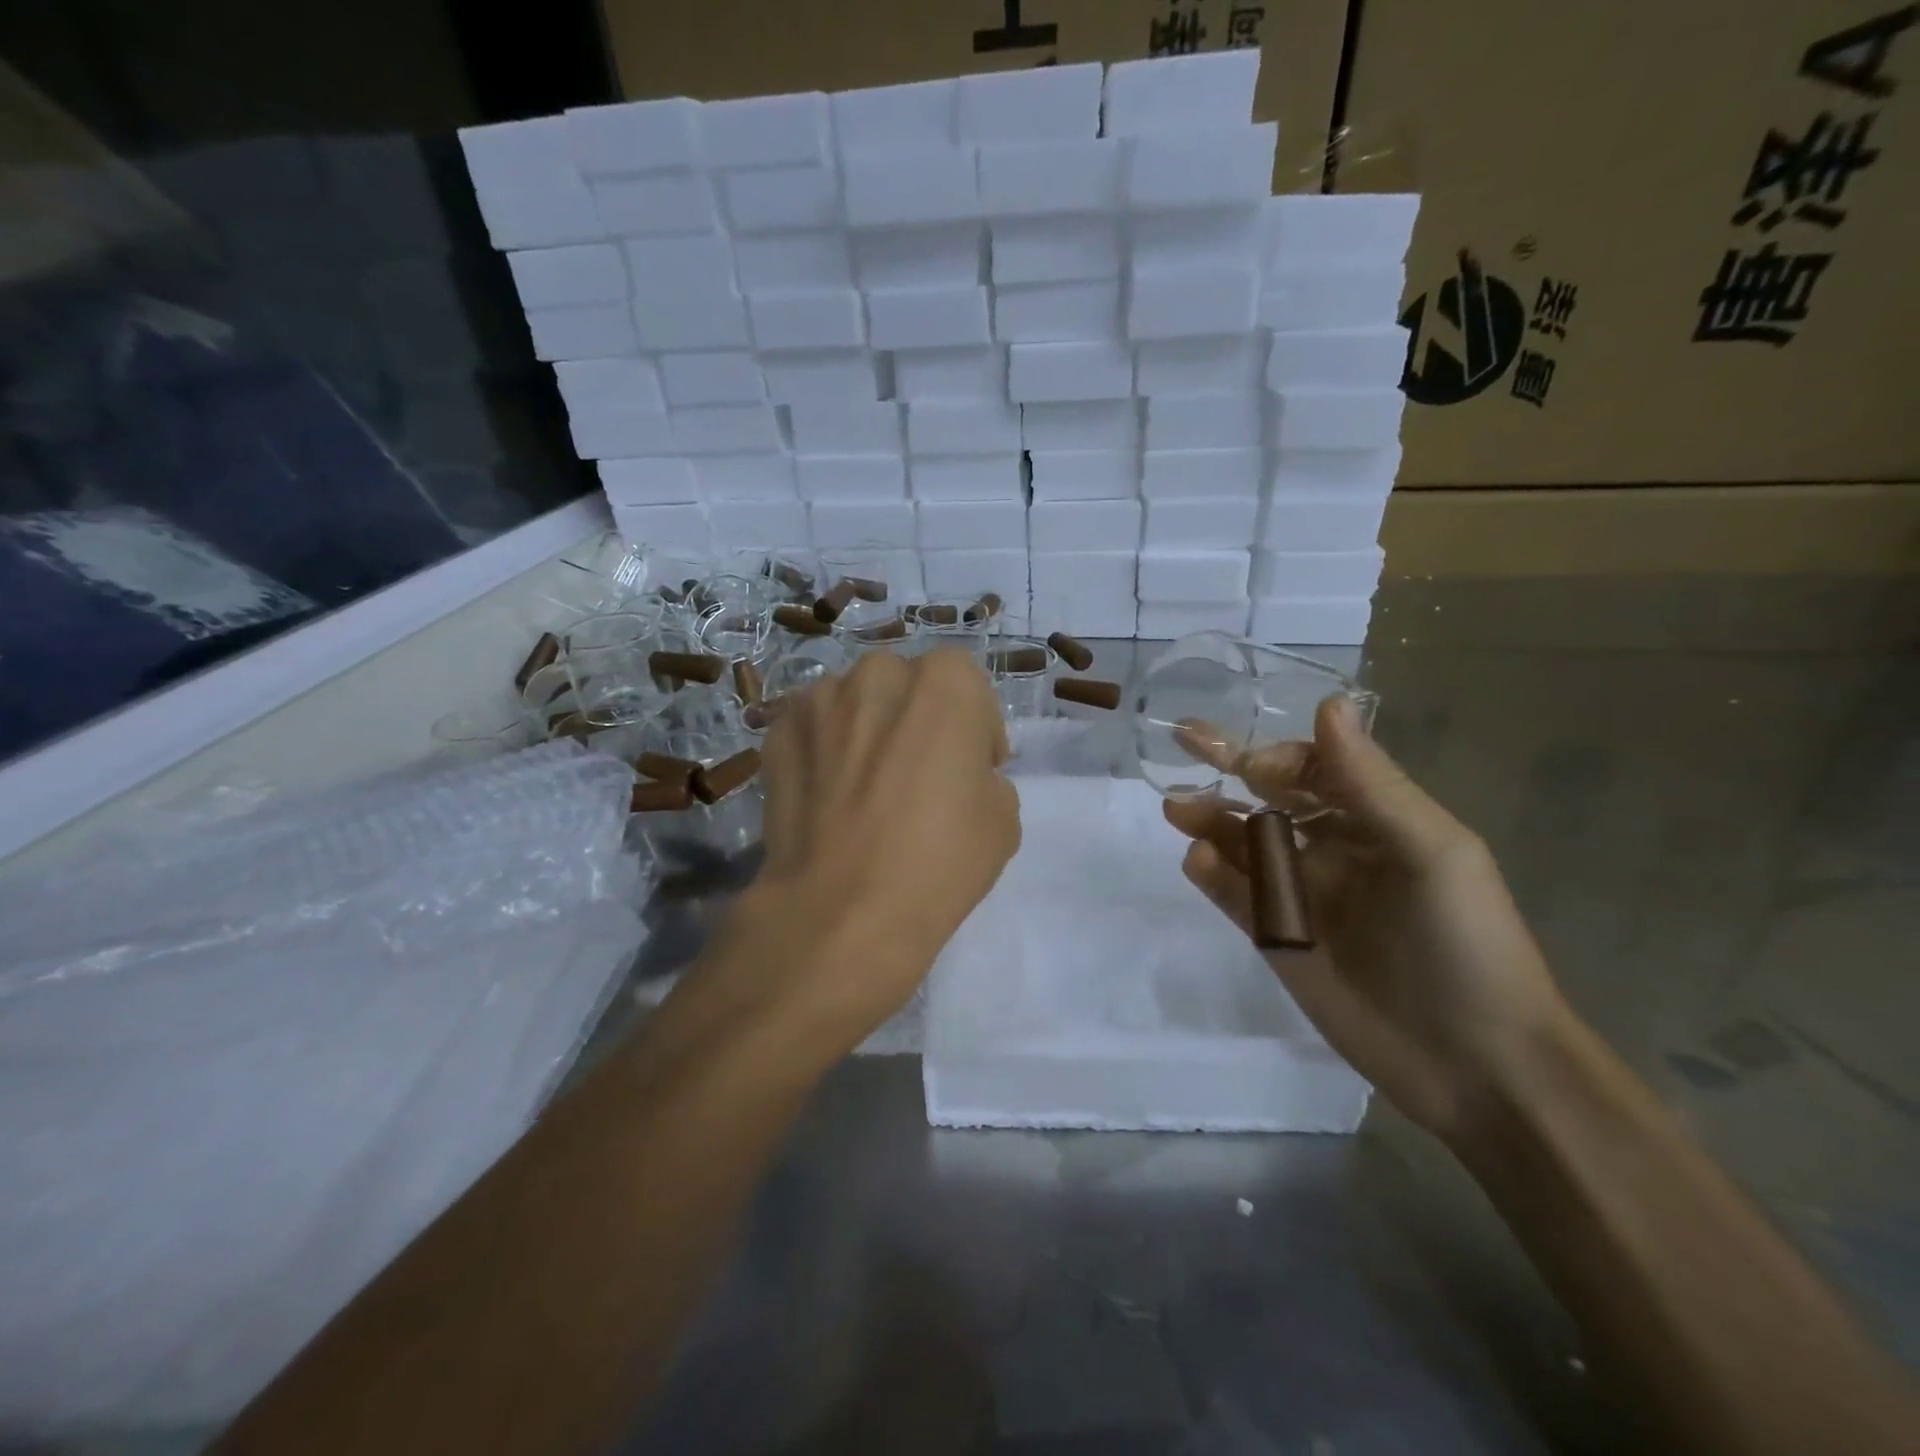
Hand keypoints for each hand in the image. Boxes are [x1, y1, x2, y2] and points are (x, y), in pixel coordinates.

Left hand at [736, 650, 1019, 1054]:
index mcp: (944, 683)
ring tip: (865, 788)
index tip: (972, 768)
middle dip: (916, 719)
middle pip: (906, 686)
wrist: (842, 910)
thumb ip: (985, 774)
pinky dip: (824, 751)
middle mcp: (879, 673)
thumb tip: (956, 774)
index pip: (966, 684)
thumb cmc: (938, 860)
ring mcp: (820, 700)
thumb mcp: (1003, 818)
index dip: (974, 727)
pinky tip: (829, 799)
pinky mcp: (777, 733)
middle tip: (917, 774)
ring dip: (867, 730)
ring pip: (855, 703)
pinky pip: (815, 731)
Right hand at [1164, 696, 1569, 1145]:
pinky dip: (1210, 874)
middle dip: (1227, 770)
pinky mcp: (1275, 936)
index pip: (1314, 768)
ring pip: (1241, 842)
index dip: (1276, 756)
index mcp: (1376, 820)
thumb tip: (1327, 703)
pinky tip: (1197, 863)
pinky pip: (1234, 894)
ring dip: (1209, 819)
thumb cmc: (1465, 944)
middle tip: (1181, 744)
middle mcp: (1332, 848)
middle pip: (1269, 798)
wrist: (1476, 1064)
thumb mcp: (1431, 852)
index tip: (1245, 762)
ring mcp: (1300, 894)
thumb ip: (1371, 782)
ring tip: (1177, 811)